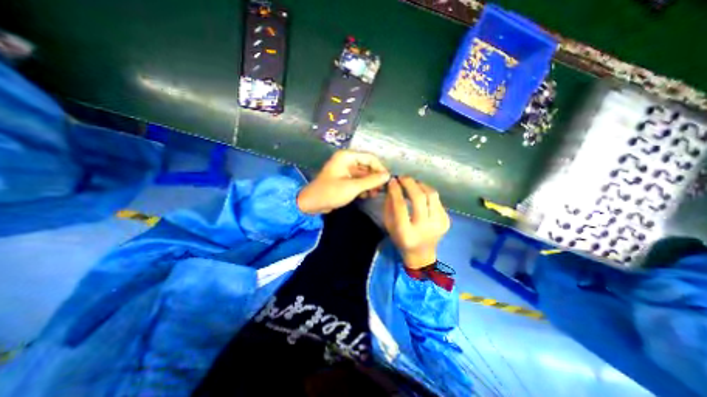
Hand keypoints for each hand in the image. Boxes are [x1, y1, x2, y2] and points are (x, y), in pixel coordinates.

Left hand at [297, 150, 388, 214]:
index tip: (387, 180)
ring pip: (363, 174)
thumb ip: (371, 181)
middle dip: (375, 177)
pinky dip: (363, 187)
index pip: (370, 158)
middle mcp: (347, 161)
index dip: (380, 168)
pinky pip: (357, 180)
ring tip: (374, 194)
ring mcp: (345, 170)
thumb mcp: (353, 187)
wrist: (312, 203)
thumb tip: (387, 175)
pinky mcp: (344, 179)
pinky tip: (366, 195)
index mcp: (347, 157)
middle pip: (367, 166)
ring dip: (369, 184)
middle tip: (381, 190)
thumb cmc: (331, 192)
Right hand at [384, 177, 448, 268]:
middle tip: (402, 177)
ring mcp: (439, 224)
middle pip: (419, 198)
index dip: (396, 191)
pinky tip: (420, 192)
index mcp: (407, 233)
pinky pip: (437, 200)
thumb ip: (389, 205)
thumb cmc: (401, 239)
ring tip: (412, 182)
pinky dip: (427, 192)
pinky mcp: (447, 220)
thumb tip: (392, 186)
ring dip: (420, 185)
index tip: (392, 181)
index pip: (401, 206)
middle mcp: (425, 228)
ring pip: (432, 195)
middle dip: (410, 183)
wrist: (421, 254)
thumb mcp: (389, 224)